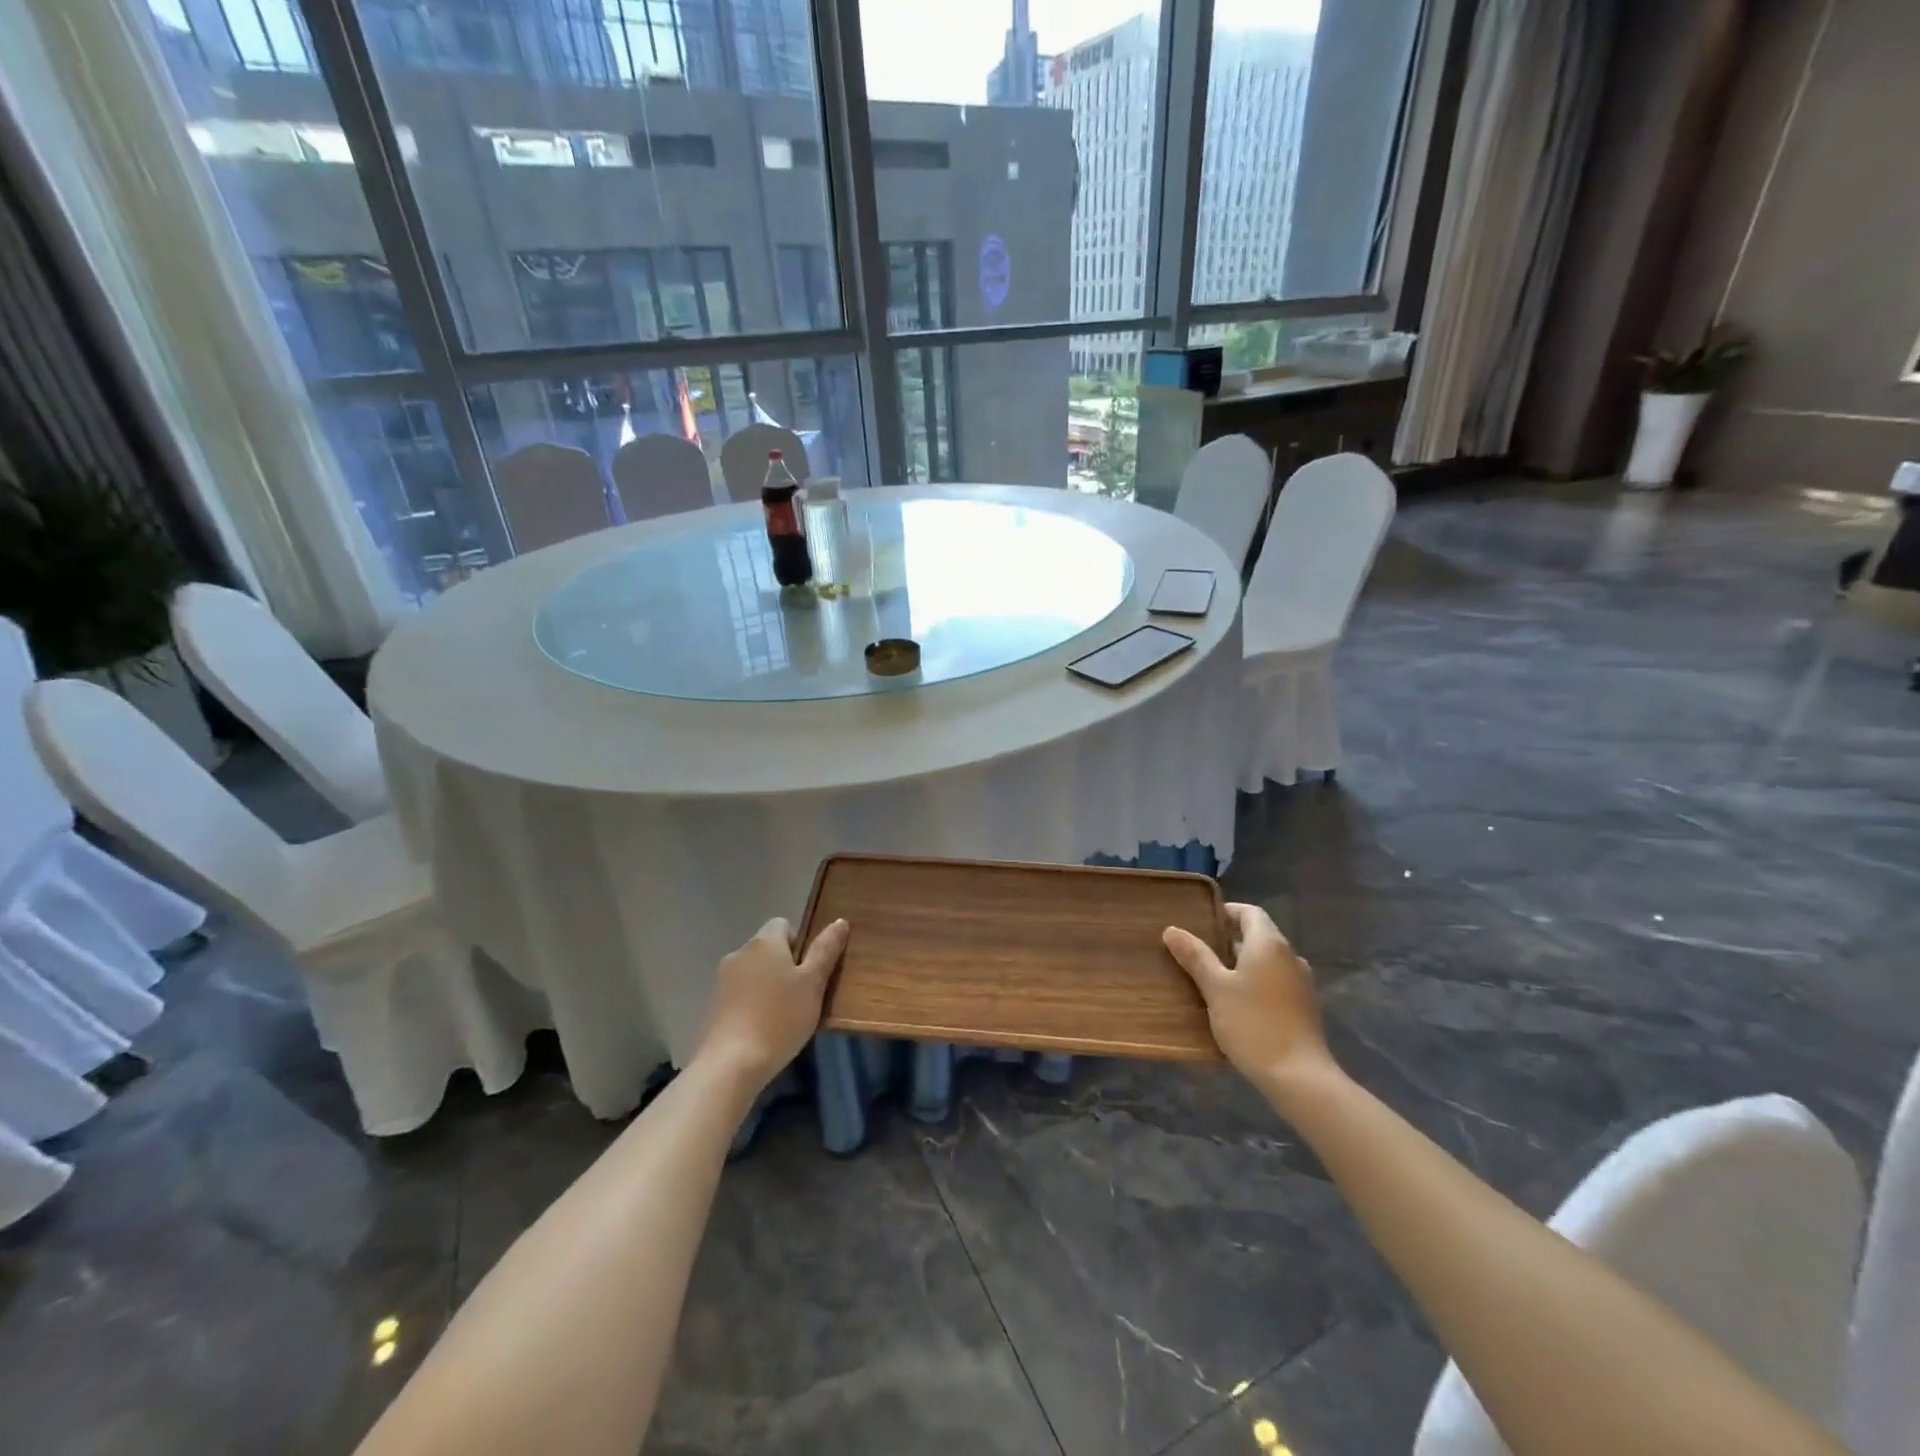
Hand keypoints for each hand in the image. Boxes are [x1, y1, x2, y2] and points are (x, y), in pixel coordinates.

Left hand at [696, 917, 849, 1088]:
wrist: (731, 1064)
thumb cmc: (780, 1018)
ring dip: (768, 986)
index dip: (800, 943)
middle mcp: (740, 952)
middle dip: (785, 966)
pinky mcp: (713, 1006)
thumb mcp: (813, 984)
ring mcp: (722, 980)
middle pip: (768, 949)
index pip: (783, 925)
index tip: (810, 971)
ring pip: (754, 973)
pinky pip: (740, 994)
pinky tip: (763, 1029)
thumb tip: (840, 921)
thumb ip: (825, 951)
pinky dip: (752, 1004)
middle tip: (803, 996)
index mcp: (765, 941)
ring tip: (784, 1016)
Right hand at [1163, 903, 1336, 1090]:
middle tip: (1198, 952)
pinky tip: (1236, 1004)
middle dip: (1228, 940)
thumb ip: (1195, 957)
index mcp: (1269, 944)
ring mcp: (1301, 983)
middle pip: (1258, 936)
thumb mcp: (1215, 988)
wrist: (1299, 1077)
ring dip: (1242, 964)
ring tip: (1212, 979)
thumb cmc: (1253, 1024)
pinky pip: (1275, 982)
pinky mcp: (1304, 1007)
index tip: (1201, 923)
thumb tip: (1172, 930)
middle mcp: (1290, 956)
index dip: (1226, 912)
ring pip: (1267, 961)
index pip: (1249, 912)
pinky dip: (1256, 983)